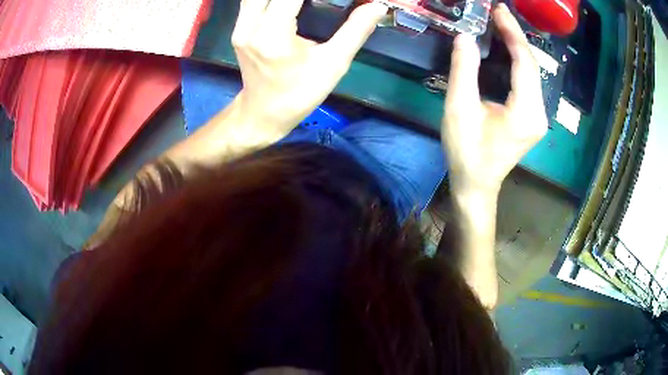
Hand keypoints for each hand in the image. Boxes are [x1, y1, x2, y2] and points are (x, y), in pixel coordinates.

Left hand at [231, 0, 387, 136]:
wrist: (263, 113)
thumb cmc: (300, 94)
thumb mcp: (333, 64)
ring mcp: (240, 26)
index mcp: (273, 33)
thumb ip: (356, 30)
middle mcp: (250, 25)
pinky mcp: (239, 28)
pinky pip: (252, 0)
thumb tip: (377, 6)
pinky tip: (288, 3)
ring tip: (306, 2)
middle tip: (318, 2)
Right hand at [442, 4, 547, 196]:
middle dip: (516, 37)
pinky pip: (528, 84)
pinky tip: (505, 50)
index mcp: (526, 111)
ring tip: (500, 26)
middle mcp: (539, 113)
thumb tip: (465, 37)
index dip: (513, 33)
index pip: (525, 63)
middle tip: (498, 14)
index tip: (499, 10)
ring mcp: (538, 117)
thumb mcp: (459, 109)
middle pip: (533, 66)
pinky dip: (517, 63)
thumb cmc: (467, 152)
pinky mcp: (532, 119)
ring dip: (517, 48)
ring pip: (532, 74)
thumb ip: (464, 70)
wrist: (476, 185)